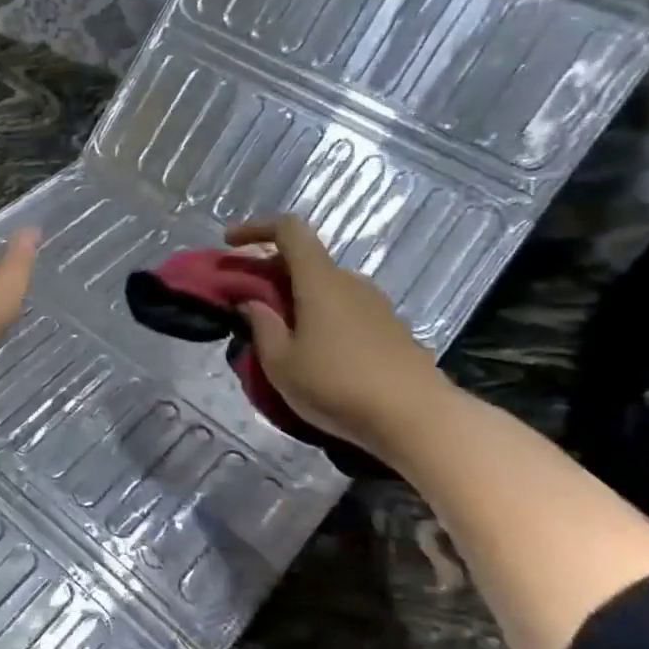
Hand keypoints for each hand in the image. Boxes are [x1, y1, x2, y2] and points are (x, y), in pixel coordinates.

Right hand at [226, 214, 448, 457]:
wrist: (418, 420)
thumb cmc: (338, 386)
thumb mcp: (281, 364)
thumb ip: (262, 327)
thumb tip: (253, 303)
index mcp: (320, 280)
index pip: (289, 230)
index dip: (255, 228)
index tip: (230, 243)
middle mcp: (350, 282)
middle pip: (306, 260)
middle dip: (271, 272)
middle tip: (247, 301)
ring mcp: (376, 305)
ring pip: (326, 287)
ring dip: (298, 298)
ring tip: (280, 334)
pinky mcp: (391, 330)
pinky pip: (346, 309)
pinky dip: (321, 316)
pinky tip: (315, 353)